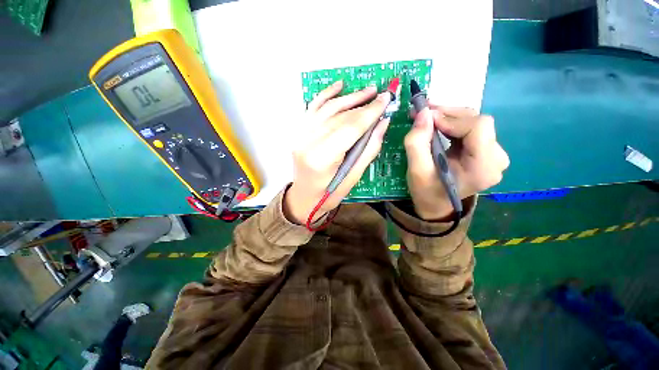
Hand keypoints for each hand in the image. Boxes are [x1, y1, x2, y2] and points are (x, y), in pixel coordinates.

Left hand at [283, 81, 391, 224]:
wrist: (304, 198)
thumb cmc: (329, 194)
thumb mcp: (353, 178)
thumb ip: (368, 150)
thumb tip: (382, 123)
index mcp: (322, 159)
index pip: (349, 128)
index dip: (369, 112)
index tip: (386, 99)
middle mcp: (308, 143)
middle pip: (339, 117)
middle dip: (362, 105)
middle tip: (380, 95)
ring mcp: (300, 136)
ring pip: (327, 109)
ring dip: (348, 97)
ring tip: (367, 90)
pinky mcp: (299, 133)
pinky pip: (312, 108)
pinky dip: (326, 95)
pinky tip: (339, 85)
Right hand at [404, 105, 509, 220]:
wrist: (436, 204)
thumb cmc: (426, 191)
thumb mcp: (416, 170)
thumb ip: (417, 142)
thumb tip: (423, 112)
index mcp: (483, 168)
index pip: (478, 128)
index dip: (452, 119)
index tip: (427, 120)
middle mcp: (496, 159)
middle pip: (478, 122)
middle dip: (448, 114)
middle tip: (422, 112)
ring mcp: (494, 154)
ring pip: (474, 122)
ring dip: (449, 117)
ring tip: (427, 117)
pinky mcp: (487, 151)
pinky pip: (472, 129)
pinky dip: (452, 124)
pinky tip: (437, 125)